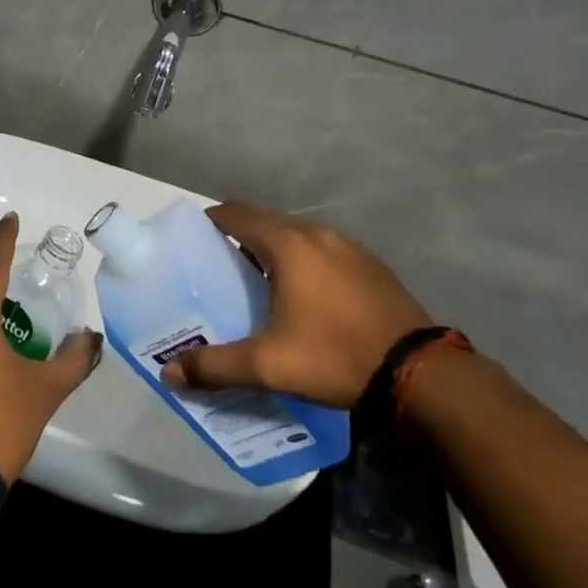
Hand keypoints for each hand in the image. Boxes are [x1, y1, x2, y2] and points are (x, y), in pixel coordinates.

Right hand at [161, 201, 432, 408]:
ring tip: (260, 283)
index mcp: (288, 244)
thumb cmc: (334, 356)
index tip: (195, 240)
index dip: (212, 221)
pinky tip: (306, 296)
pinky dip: (305, 261)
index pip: (236, 214)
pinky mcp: (372, 265)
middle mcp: (317, 234)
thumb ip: (215, 366)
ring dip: (275, 249)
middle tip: (220, 267)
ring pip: (298, 236)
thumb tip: (169, 373)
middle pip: (266, 221)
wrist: (419, 373)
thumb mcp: (268, 365)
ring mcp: (349, 246)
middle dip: (240, 237)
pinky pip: (324, 251)